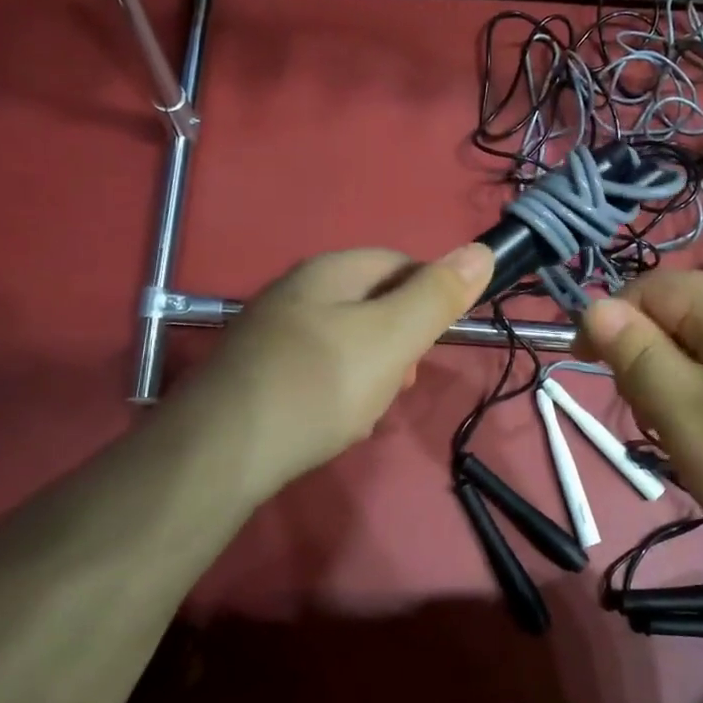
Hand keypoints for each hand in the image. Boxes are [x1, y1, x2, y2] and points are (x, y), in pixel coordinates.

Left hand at [194, 244, 492, 495]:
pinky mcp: (256, 373)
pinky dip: (335, 394)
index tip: (432, 342)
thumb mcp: (392, 337)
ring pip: (346, 343)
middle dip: (398, 344)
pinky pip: (315, 372)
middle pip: (372, 305)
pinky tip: (331, 424)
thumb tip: (481, 249)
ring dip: (369, 374)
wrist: (220, 452)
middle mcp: (296, 292)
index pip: (400, 263)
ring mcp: (271, 333)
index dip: (429, 298)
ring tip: (365, 412)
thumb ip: (437, 296)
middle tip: (398, 384)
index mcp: (330, 272)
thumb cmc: (318, 385)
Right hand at [577, 271, 702, 580]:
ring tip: (686, 439)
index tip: (590, 371)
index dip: (611, 322)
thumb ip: (636, 354)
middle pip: (677, 315)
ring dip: (675, 385)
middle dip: (647, 360)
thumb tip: (593, 305)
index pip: (650, 288)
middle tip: (651, 419)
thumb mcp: (684, 412)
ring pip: (701, 348)